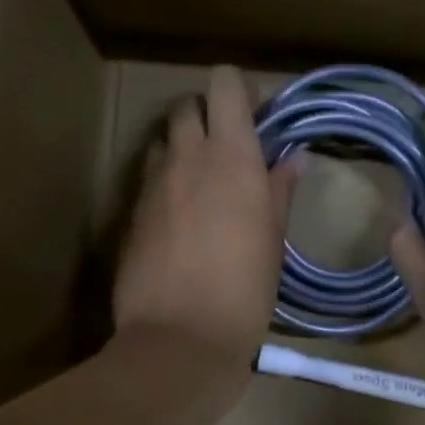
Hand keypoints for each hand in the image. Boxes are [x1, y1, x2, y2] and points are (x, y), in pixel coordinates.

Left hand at [115, 66, 301, 377]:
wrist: (179, 339)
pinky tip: (181, 218)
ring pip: (163, 140)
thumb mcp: (273, 242)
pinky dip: (166, 181)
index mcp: (232, 158)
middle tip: (229, 147)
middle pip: (187, 105)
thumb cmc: (244, 292)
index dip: (239, 90)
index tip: (257, 115)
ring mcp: (153, 185)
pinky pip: (149, 178)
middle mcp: (187, 158)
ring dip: (182, 147)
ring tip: (202, 182)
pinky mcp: (131, 213)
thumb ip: (279, 191)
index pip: (224, 84)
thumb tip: (292, 159)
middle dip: (207, 114)